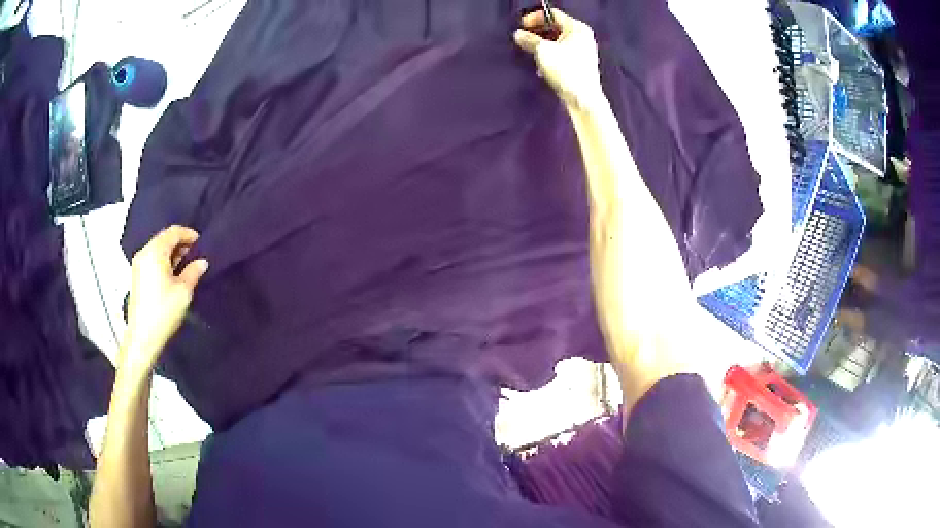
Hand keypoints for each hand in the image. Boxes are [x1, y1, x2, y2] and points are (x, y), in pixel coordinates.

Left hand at [120, 225, 208, 377]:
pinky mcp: (137, 276)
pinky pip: (152, 259)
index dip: (189, 234)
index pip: (173, 231)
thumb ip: (193, 272)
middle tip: (195, 255)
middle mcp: (144, 252)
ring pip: (158, 249)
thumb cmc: (164, 311)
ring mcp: (138, 264)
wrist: (143, 337)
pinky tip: (173, 275)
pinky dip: (164, 261)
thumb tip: (202, 262)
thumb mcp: (184, 291)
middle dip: (180, 244)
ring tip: (186, 266)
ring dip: (172, 253)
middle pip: (164, 238)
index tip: (202, 243)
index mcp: (155, 251)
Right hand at [513, 9, 602, 110]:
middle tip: (523, 38)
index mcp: (577, 28)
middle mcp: (583, 37)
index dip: (535, 18)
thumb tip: (518, 34)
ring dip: (542, 46)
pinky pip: (562, 54)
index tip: (521, 26)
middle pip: (555, 27)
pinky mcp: (580, 66)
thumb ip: (529, 39)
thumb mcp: (543, 51)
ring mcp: (583, 52)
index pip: (553, 14)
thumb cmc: (566, 70)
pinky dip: (550, 57)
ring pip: (557, 42)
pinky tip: (541, 67)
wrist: (583, 100)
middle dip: (537, 32)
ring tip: (530, 52)